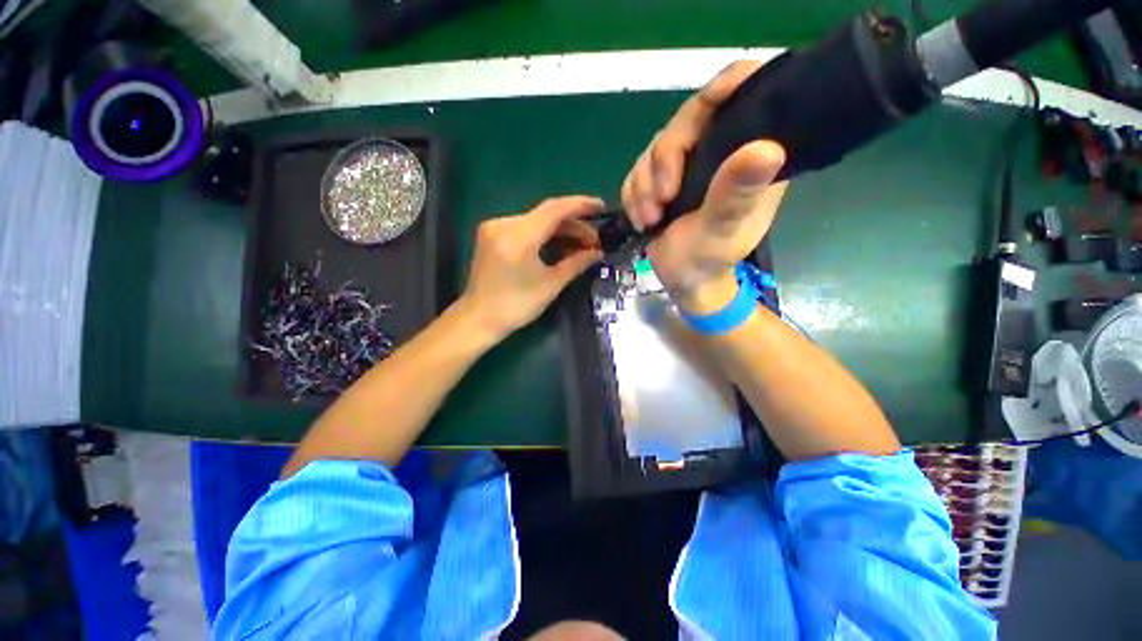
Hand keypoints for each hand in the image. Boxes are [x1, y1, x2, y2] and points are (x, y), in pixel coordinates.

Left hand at [460, 196, 604, 341]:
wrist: (479, 318)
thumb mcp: (551, 285)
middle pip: (546, 214)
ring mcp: (495, 227)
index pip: (554, 210)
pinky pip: (525, 227)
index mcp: (518, 237)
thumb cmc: (516, 306)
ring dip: (560, 230)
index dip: (581, 205)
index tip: (602, 207)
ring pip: (537, 220)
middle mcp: (504, 224)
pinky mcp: (493, 234)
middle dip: (573, 225)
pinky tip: (560, 244)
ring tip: (582, 244)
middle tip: (594, 240)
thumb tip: (597, 252)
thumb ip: (576, 263)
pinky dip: (544, 234)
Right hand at [621, 61, 787, 314]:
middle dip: (663, 163)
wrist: (682, 281)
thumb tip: (768, 148)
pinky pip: (637, 171)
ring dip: (643, 187)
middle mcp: (721, 152)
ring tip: (650, 219)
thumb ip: (736, 193)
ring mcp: (689, 165)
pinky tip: (642, 219)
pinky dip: (633, 196)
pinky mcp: (663, 180)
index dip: (728, 86)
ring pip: (655, 149)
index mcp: (751, 156)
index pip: (746, 97)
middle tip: (661, 201)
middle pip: (686, 121)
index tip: (709, 100)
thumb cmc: (708, 260)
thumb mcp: (722, 230)